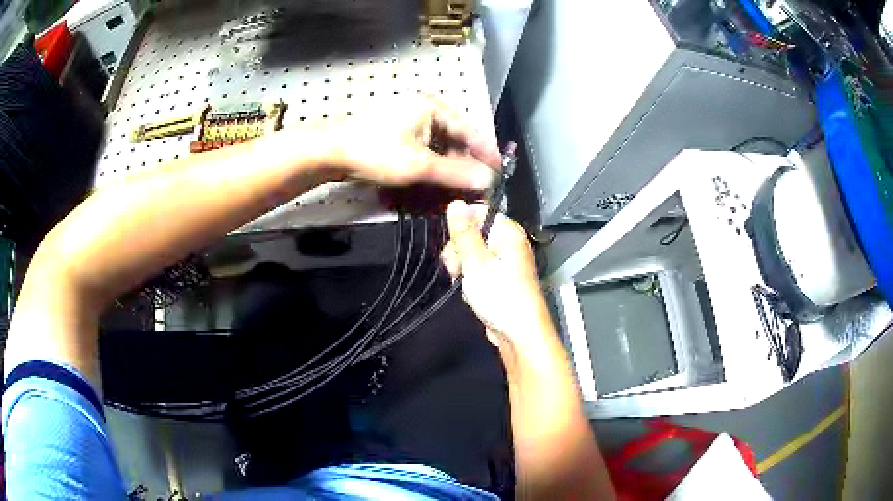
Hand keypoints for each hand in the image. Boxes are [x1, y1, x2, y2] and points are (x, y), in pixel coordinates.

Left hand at [329, 96, 500, 189]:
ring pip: (436, 144)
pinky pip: (420, 147)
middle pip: (452, 138)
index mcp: (432, 107)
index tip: (498, 171)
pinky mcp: (393, 130)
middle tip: (473, 186)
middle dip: (462, 164)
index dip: (485, 152)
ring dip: (444, 167)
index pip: (469, 130)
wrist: (330, 152)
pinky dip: (427, 164)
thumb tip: (487, 180)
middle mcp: (422, 108)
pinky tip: (429, 180)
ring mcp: (406, 118)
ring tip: (452, 188)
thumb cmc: (377, 153)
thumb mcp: (420, 165)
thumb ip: (456, 173)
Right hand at [441, 200, 553, 347]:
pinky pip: (475, 271)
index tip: (453, 243)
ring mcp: (503, 262)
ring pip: (470, 254)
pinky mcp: (498, 279)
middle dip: (459, 251)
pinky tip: (471, 292)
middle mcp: (507, 243)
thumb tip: (455, 203)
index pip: (477, 213)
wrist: (519, 333)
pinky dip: (470, 281)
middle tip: (460, 268)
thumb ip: (463, 232)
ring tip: (467, 283)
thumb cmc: (502, 296)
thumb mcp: (475, 262)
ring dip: (462, 269)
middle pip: (471, 233)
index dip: (461, 226)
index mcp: (508, 232)